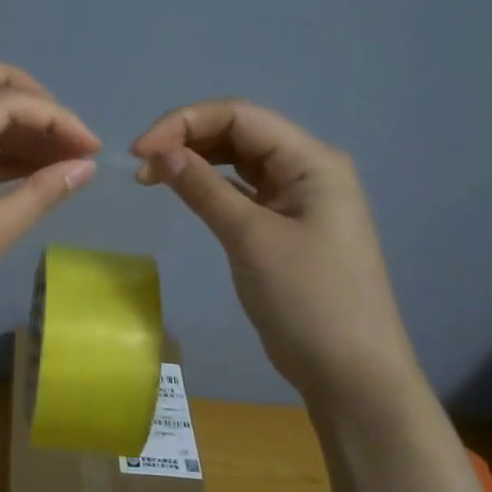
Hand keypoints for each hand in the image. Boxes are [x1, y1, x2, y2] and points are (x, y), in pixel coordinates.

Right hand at [131, 99, 425, 408]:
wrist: (352, 376)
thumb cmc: (309, 302)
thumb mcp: (251, 239)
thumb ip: (204, 188)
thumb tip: (160, 152)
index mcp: (312, 160)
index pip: (240, 115)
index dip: (184, 123)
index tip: (139, 152)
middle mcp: (308, 168)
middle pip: (240, 131)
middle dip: (187, 138)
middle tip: (141, 167)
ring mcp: (299, 198)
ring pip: (239, 159)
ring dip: (196, 160)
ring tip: (153, 178)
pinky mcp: (287, 225)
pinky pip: (243, 190)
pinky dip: (211, 186)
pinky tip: (184, 191)